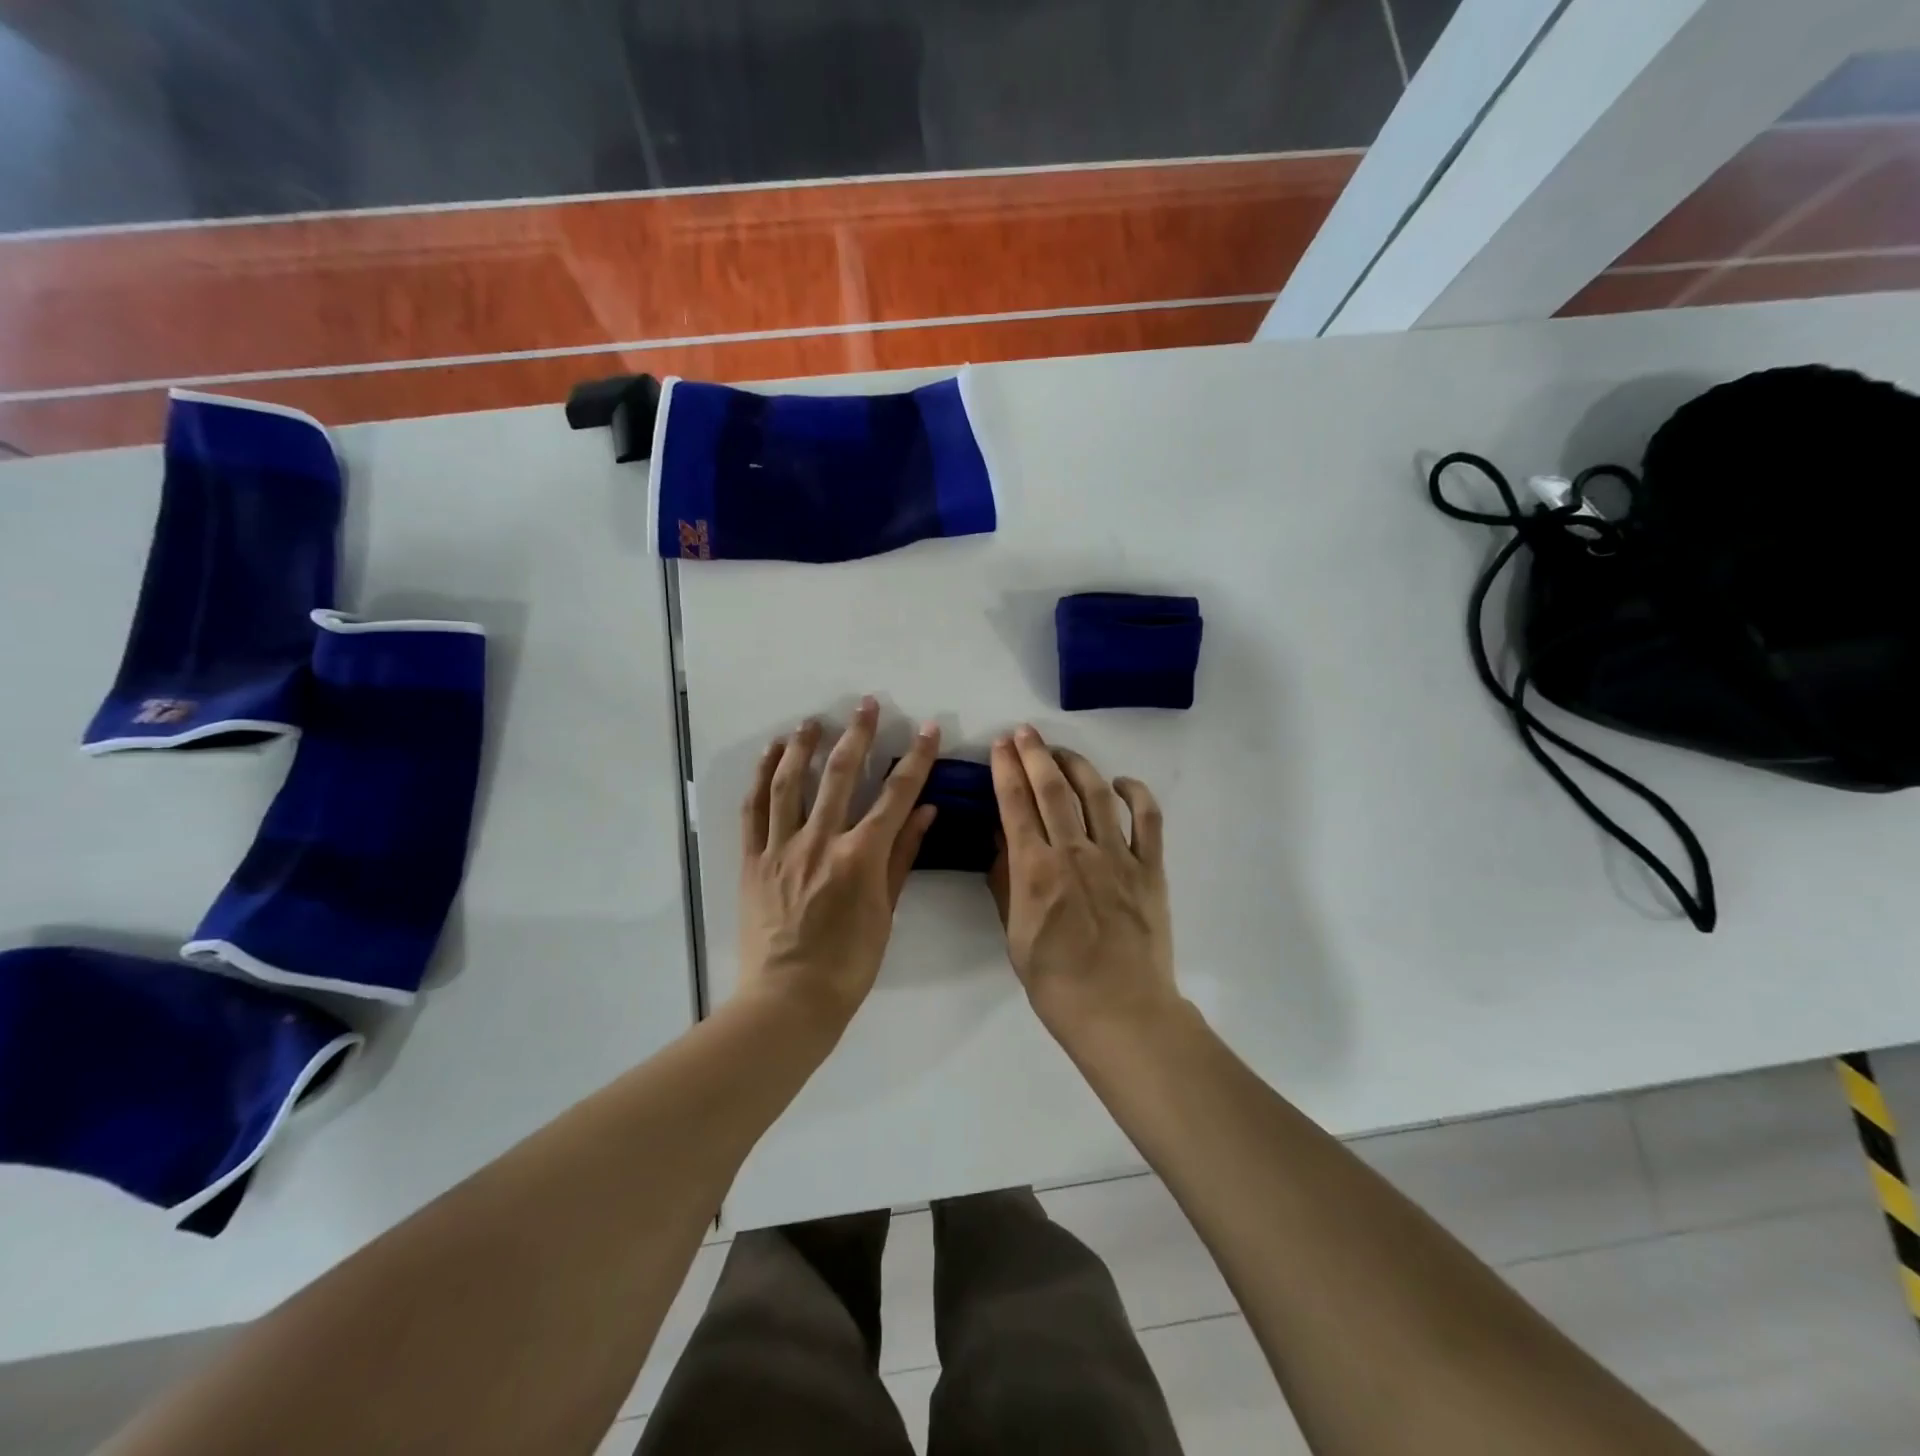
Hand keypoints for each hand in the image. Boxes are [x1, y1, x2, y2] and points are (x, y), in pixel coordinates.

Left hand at [739, 697, 939, 1027]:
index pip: (895, 796)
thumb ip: (903, 857)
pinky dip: (762, 777)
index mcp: (860, 857)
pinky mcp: (752, 860)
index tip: (928, 729)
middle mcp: (820, 842)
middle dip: (857, 735)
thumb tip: (926, 812)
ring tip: (812, 720)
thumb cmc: (849, 964)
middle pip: (839, 776)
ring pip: (790, 783)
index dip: (915, 759)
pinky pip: (754, 810)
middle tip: (866, 704)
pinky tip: (771, 754)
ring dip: (803, 746)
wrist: (788, 1000)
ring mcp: (781, 848)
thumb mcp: (886, 912)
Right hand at [988, 725, 1176, 1038]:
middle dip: (1035, 754)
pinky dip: (1136, 793)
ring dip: (1077, 764)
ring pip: (1096, 794)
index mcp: (1036, 871)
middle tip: (1024, 733)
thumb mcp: (1015, 936)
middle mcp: (1075, 853)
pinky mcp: (1150, 869)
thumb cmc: (1057, 983)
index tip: (999, 746)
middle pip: (1053, 789)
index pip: (1015, 806)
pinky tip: (1120, 782)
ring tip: (1061, 751)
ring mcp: (1117, 857)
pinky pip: (1147, 819)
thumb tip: (1000, 841)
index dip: (1005, 770)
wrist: (1120, 1012)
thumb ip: (1006, 884)